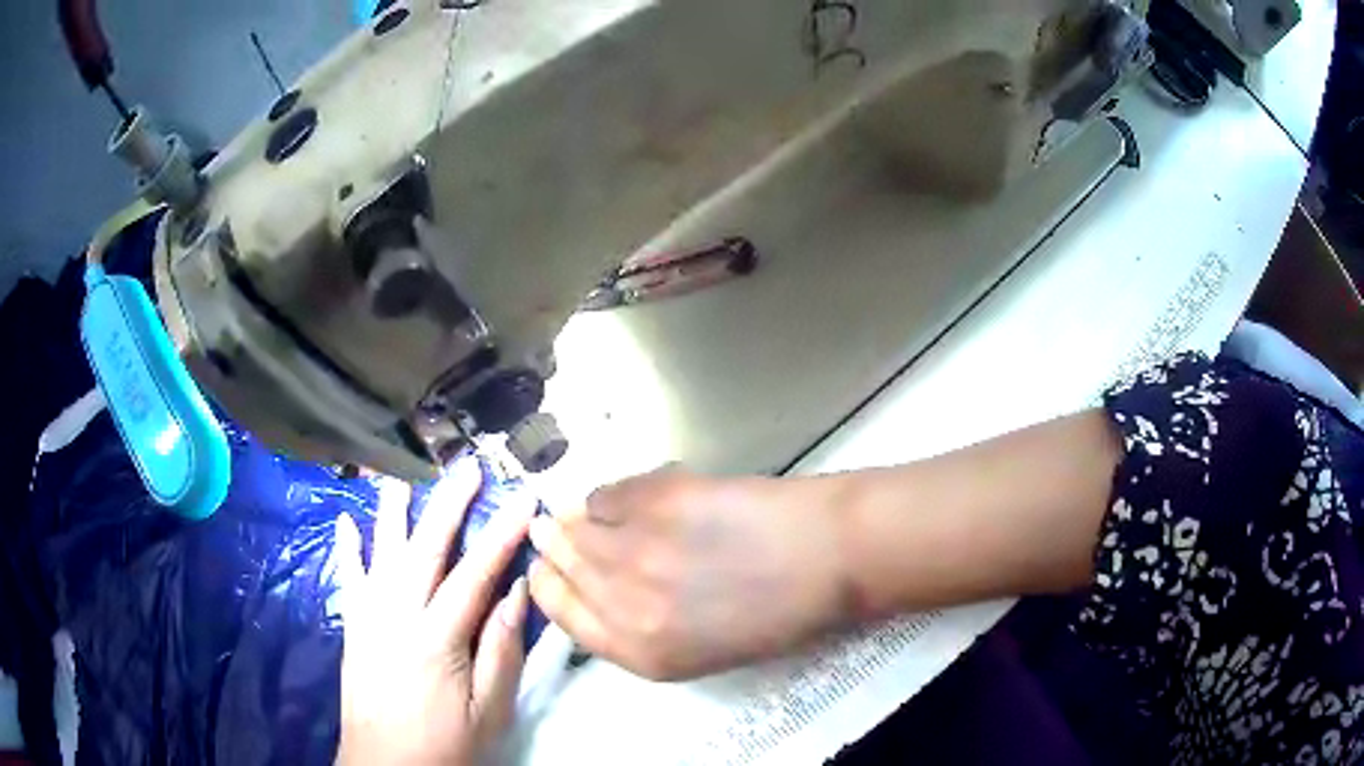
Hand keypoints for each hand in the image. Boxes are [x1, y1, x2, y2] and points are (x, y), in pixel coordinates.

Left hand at [336, 458, 535, 765]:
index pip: (475, 574)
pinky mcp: (352, 628)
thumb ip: (502, 651)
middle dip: (448, 504)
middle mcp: (397, 616)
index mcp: (438, 638)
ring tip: (400, 475)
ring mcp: (368, 618)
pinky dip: (347, 547)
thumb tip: (515, 594)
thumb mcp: (489, 710)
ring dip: (392, 511)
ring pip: (381, 552)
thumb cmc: (446, 744)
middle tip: (467, 466)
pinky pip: (348, 578)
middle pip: (424, 549)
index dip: (501, 533)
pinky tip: (344, 519)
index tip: (523, 498)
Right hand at [527, 466, 851, 680]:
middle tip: (548, 533)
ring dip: (570, 520)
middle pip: (563, 569)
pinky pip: (607, 494)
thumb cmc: (780, 614)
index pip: (564, 617)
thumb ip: (645, 628)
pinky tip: (620, 499)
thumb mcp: (704, 648)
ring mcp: (639, 549)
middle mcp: (627, 605)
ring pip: (576, 528)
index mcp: (642, 652)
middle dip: (551, 549)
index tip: (542, 570)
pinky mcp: (657, 500)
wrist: (828, 557)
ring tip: (576, 512)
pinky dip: (607, 497)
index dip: (547, 588)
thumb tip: (603, 588)